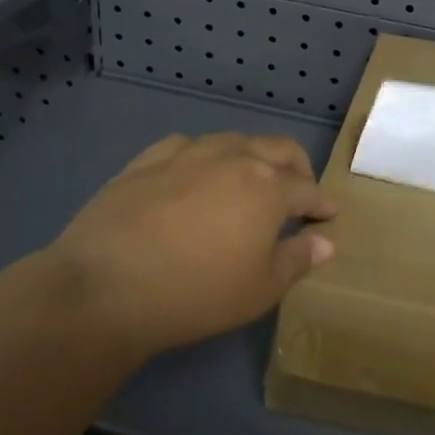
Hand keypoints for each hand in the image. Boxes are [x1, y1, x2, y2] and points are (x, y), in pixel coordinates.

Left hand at [50, 132, 337, 358]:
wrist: (105, 286)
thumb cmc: (195, 294)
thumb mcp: (259, 290)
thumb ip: (296, 260)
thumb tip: (325, 242)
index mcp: (268, 187)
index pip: (307, 189)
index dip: (322, 203)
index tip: (328, 215)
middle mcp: (235, 157)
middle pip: (279, 149)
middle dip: (297, 168)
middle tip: (298, 191)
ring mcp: (190, 152)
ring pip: (234, 140)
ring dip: (251, 157)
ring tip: (247, 182)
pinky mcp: (149, 158)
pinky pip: (188, 146)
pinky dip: (204, 157)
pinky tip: (195, 175)